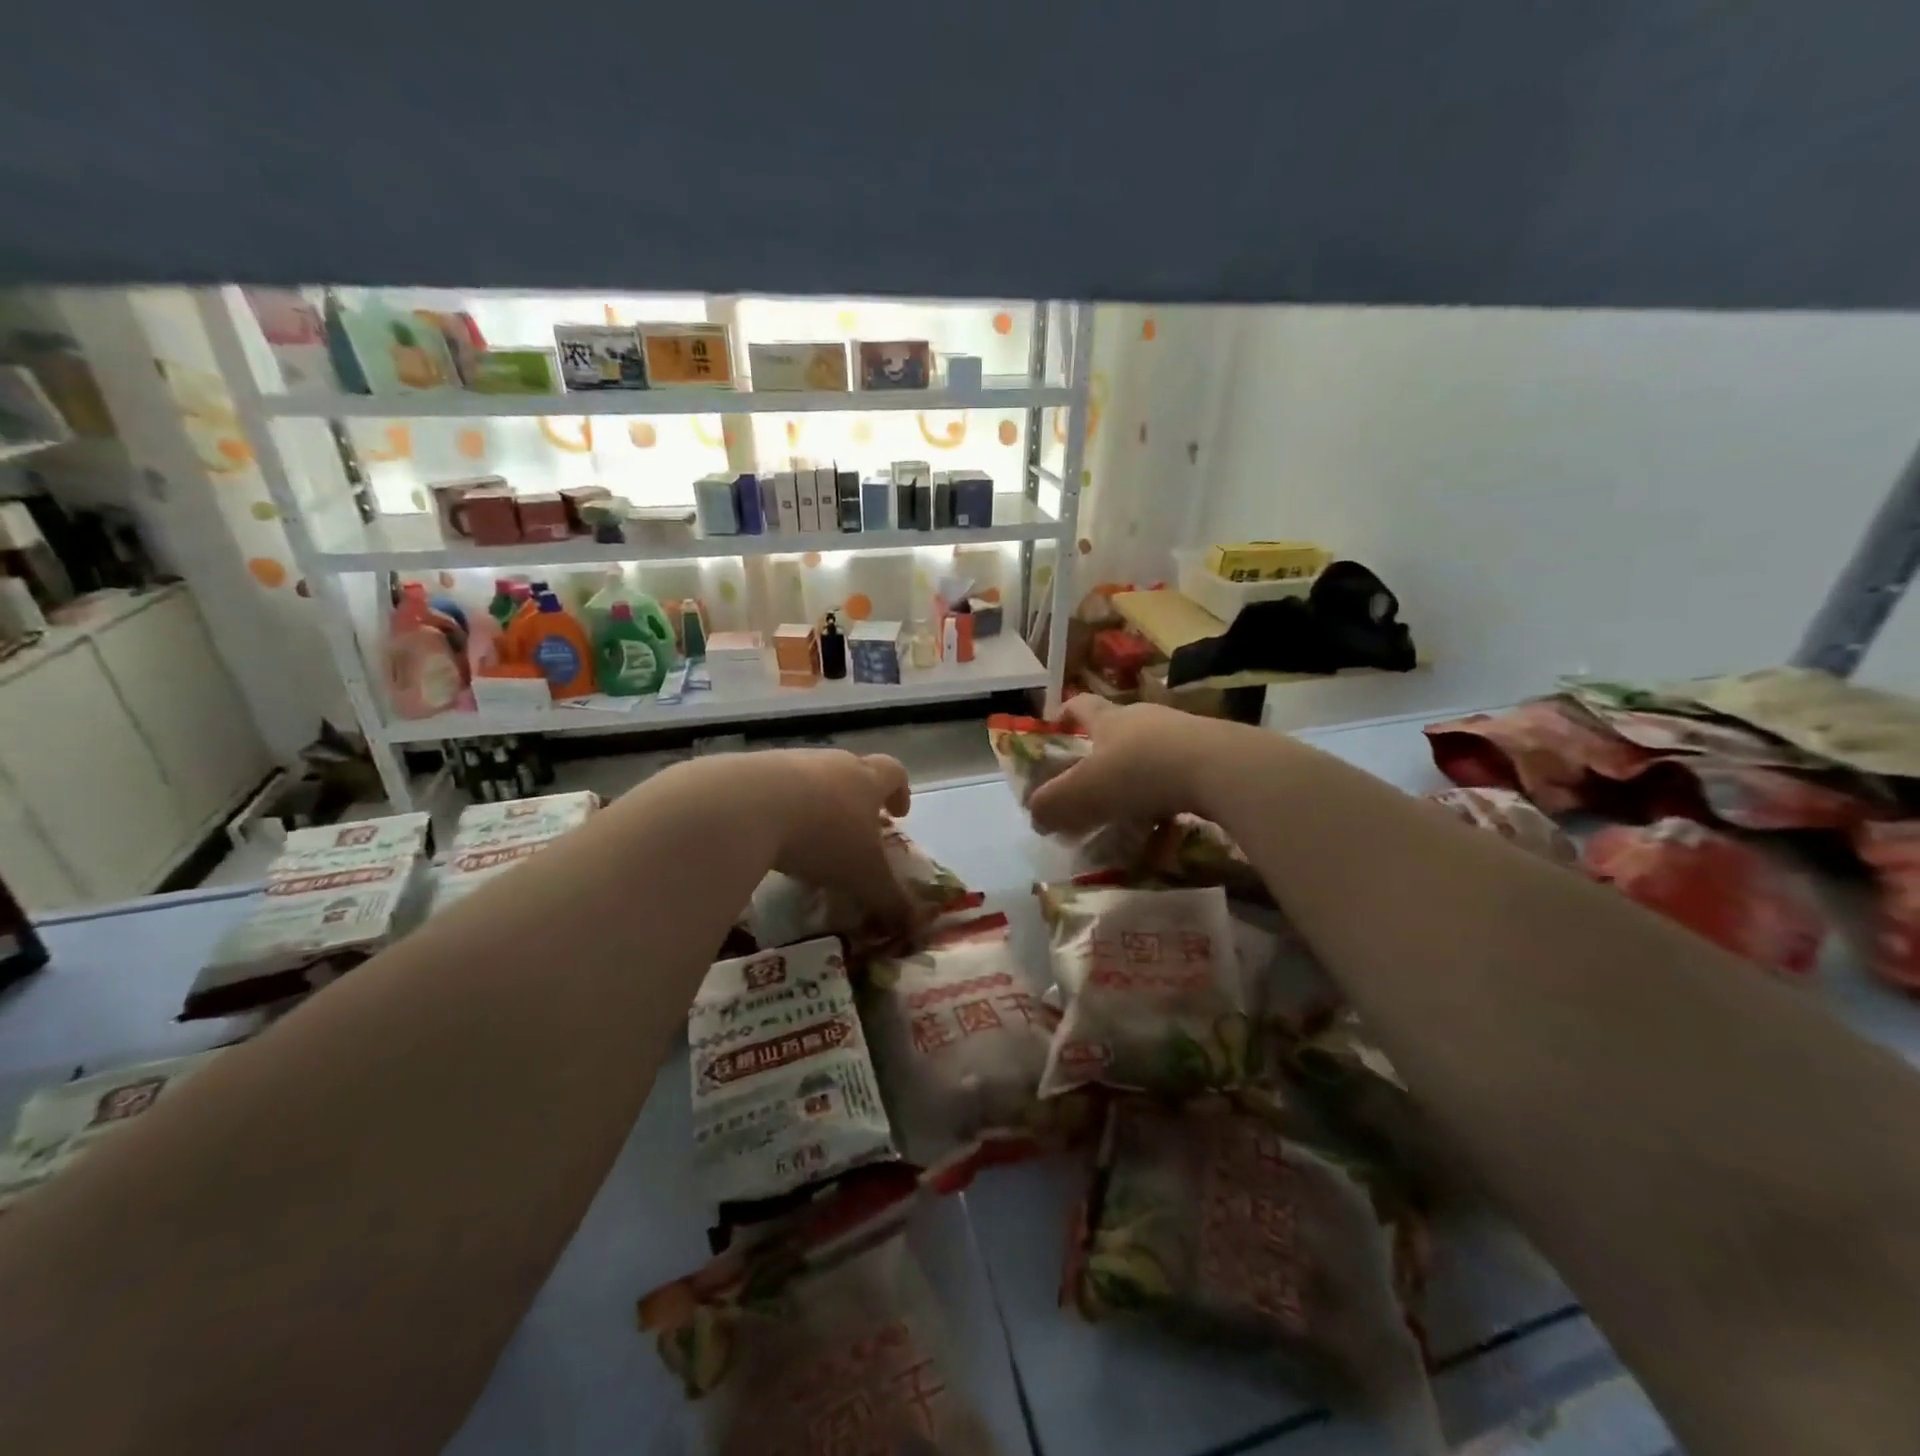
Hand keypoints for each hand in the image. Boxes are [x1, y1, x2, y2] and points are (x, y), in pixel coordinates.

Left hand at [751, 749, 915, 927]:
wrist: (749, 806)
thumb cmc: (823, 837)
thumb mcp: (864, 877)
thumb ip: (890, 900)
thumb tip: (914, 924)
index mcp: (866, 780)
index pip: (894, 773)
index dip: (900, 792)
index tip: (898, 814)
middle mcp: (833, 763)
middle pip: (853, 770)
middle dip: (857, 799)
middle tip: (855, 830)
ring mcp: (791, 762)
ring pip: (812, 777)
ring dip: (817, 802)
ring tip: (810, 836)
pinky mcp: (753, 770)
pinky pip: (774, 787)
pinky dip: (779, 807)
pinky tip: (770, 834)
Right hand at [1027, 697, 1219, 836]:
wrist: (1220, 769)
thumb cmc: (1140, 772)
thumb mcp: (1084, 793)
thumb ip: (1053, 805)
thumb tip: (1035, 814)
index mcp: (1110, 719)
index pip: (1080, 705)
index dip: (1065, 713)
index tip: (1054, 725)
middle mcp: (1145, 717)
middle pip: (1117, 727)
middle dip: (1102, 752)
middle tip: (1092, 782)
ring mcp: (1183, 732)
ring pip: (1151, 751)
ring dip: (1138, 775)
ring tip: (1130, 809)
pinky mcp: (1213, 753)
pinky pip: (1181, 772)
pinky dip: (1169, 794)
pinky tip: (1168, 820)